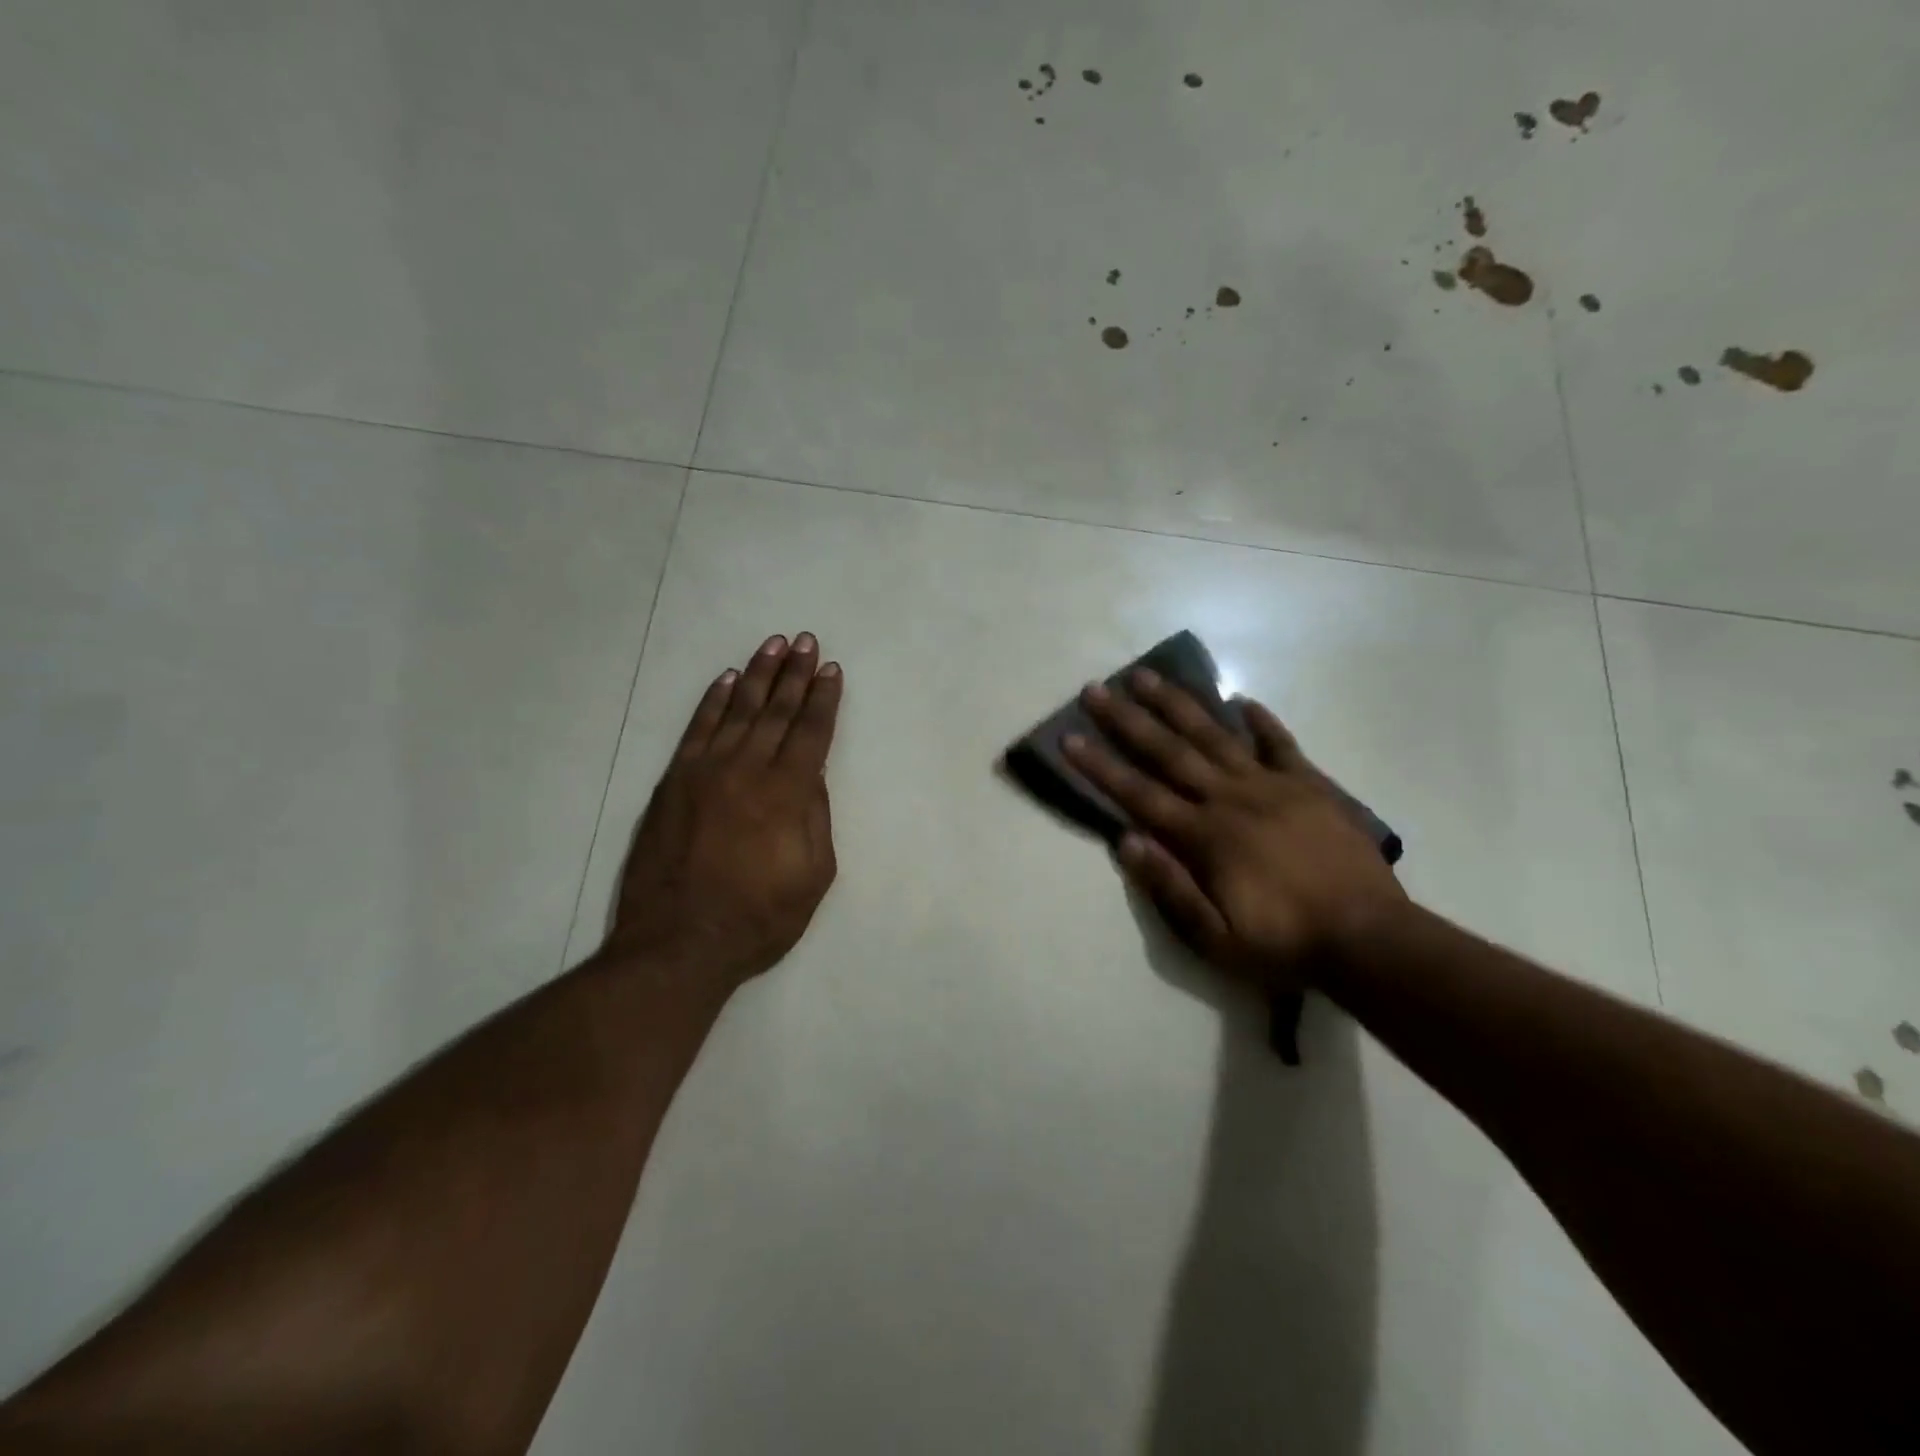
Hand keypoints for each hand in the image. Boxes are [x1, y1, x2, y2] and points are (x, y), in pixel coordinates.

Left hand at [606, 632, 842, 992]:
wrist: (678, 944)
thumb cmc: (759, 918)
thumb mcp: (814, 875)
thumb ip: (816, 817)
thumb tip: (812, 775)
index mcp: (787, 794)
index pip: (811, 733)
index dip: (824, 699)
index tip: (831, 670)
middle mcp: (747, 770)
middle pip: (776, 711)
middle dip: (794, 674)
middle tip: (805, 640)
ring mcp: (705, 772)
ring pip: (736, 710)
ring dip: (757, 675)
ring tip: (772, 645)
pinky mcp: (673, 782)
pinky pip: (697, 730)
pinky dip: (712, 701)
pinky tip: (726, 680)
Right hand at [1063, 672, 1403, 988]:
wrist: (1370, 938)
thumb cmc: (1284, 943)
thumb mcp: (1215, 938)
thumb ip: (1170, 888)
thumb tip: (1126, 841)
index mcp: (1205, 836)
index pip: (1139, 793)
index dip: (1100, 766)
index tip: (1069, 737)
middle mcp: (1231, 799)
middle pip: (1170, 752)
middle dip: (1128, 719)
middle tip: (1097, 689)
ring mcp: (1273, 786)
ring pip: (1216, 736)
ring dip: (1178, 704)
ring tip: (1148, 676)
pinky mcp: (1310, 786)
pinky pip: (1280, 745)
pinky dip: (1262, 721)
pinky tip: (1243, 700)